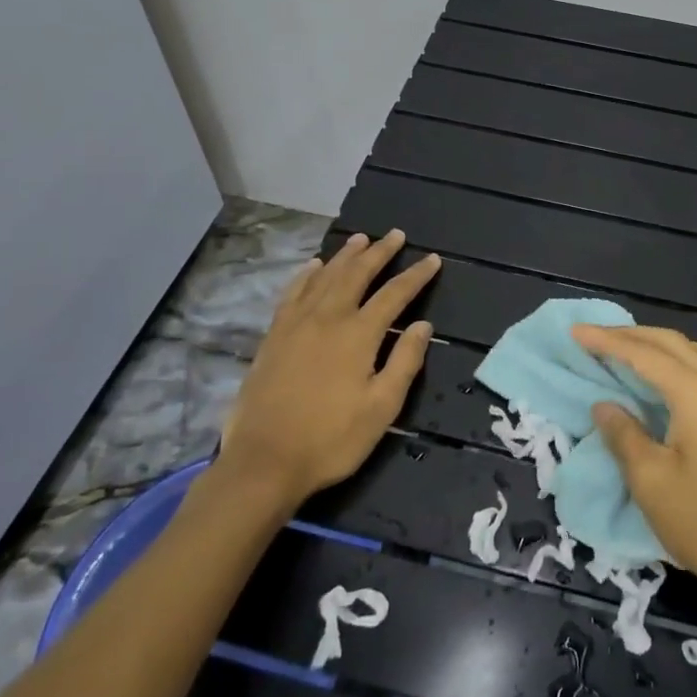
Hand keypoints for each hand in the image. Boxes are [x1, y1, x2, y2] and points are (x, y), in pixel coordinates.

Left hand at [213, 231, 441, 508]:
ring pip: (325, 276)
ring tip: (360, 239)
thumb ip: (404, 362)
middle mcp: (328, 318)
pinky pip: (293, 292)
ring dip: (345, 255)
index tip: (432, 259)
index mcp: (358, 334)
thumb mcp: (381, 408)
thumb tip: (423, 325)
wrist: (264, 461)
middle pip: (358, 274)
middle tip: (396, 235)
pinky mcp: (274, 336)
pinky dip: (307, 275)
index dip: (416, 276)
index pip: (394, 294)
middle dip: (380, 252)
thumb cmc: (330, 439)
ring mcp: (296, 324)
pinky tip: (313, 266)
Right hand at [574, 324, 696, 615]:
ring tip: (626, 350)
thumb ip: (623, 434)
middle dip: (630, 336)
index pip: (644, 355)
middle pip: (671, 344)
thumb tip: (604, 405)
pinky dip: (677, 360)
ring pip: (693, 351)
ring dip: (657, 344)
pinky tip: (662, 378)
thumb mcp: (650, 480)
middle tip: (593, 337)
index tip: (574, 332)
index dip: (607, 342)